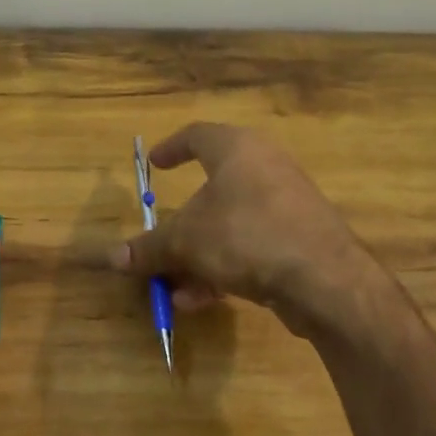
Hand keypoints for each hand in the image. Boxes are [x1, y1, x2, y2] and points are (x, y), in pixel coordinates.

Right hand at [111, 123, 390, 335]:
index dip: (172, 148)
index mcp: (237, 149)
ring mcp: (287, 204)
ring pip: (230, 224)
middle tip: (160, 238)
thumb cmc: (245, 235)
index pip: (198, 135)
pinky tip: (199, 300)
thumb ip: (148, 248)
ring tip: (172, 286)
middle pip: (212, 188)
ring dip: (197, 254)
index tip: (154, 165)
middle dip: (181, 222)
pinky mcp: (300, 238)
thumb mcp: (185, 241)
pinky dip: (222, 267)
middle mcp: (264, 168)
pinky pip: (250, 246)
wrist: (325, 278)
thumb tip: (110, 258)